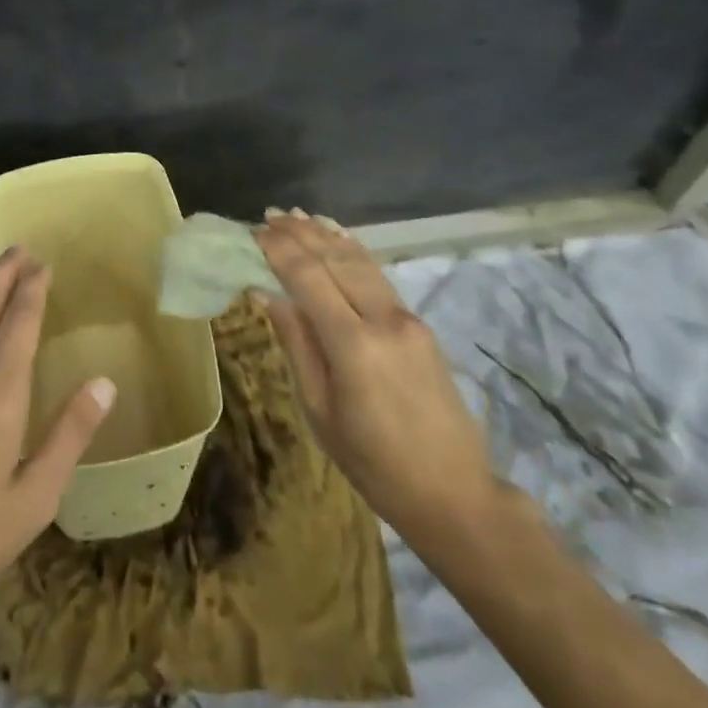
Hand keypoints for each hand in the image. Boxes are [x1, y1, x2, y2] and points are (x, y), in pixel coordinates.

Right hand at [253, 212, 493, 530]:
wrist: (453, 492)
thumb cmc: (373, 463)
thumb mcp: (320, 410)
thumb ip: (296, 344)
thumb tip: (265, 293)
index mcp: (353, 345)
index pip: (308, 278)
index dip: (280, 250)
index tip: (254, 231)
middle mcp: (383, 319)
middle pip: (336, 259)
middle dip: (301, 233)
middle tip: (270, 215)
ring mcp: (407, 318)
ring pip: (361, 261)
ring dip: (327, 235)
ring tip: (298, 215)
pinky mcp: (419, 324)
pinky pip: (378, 276)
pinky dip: (354, 251)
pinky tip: (339, 237)